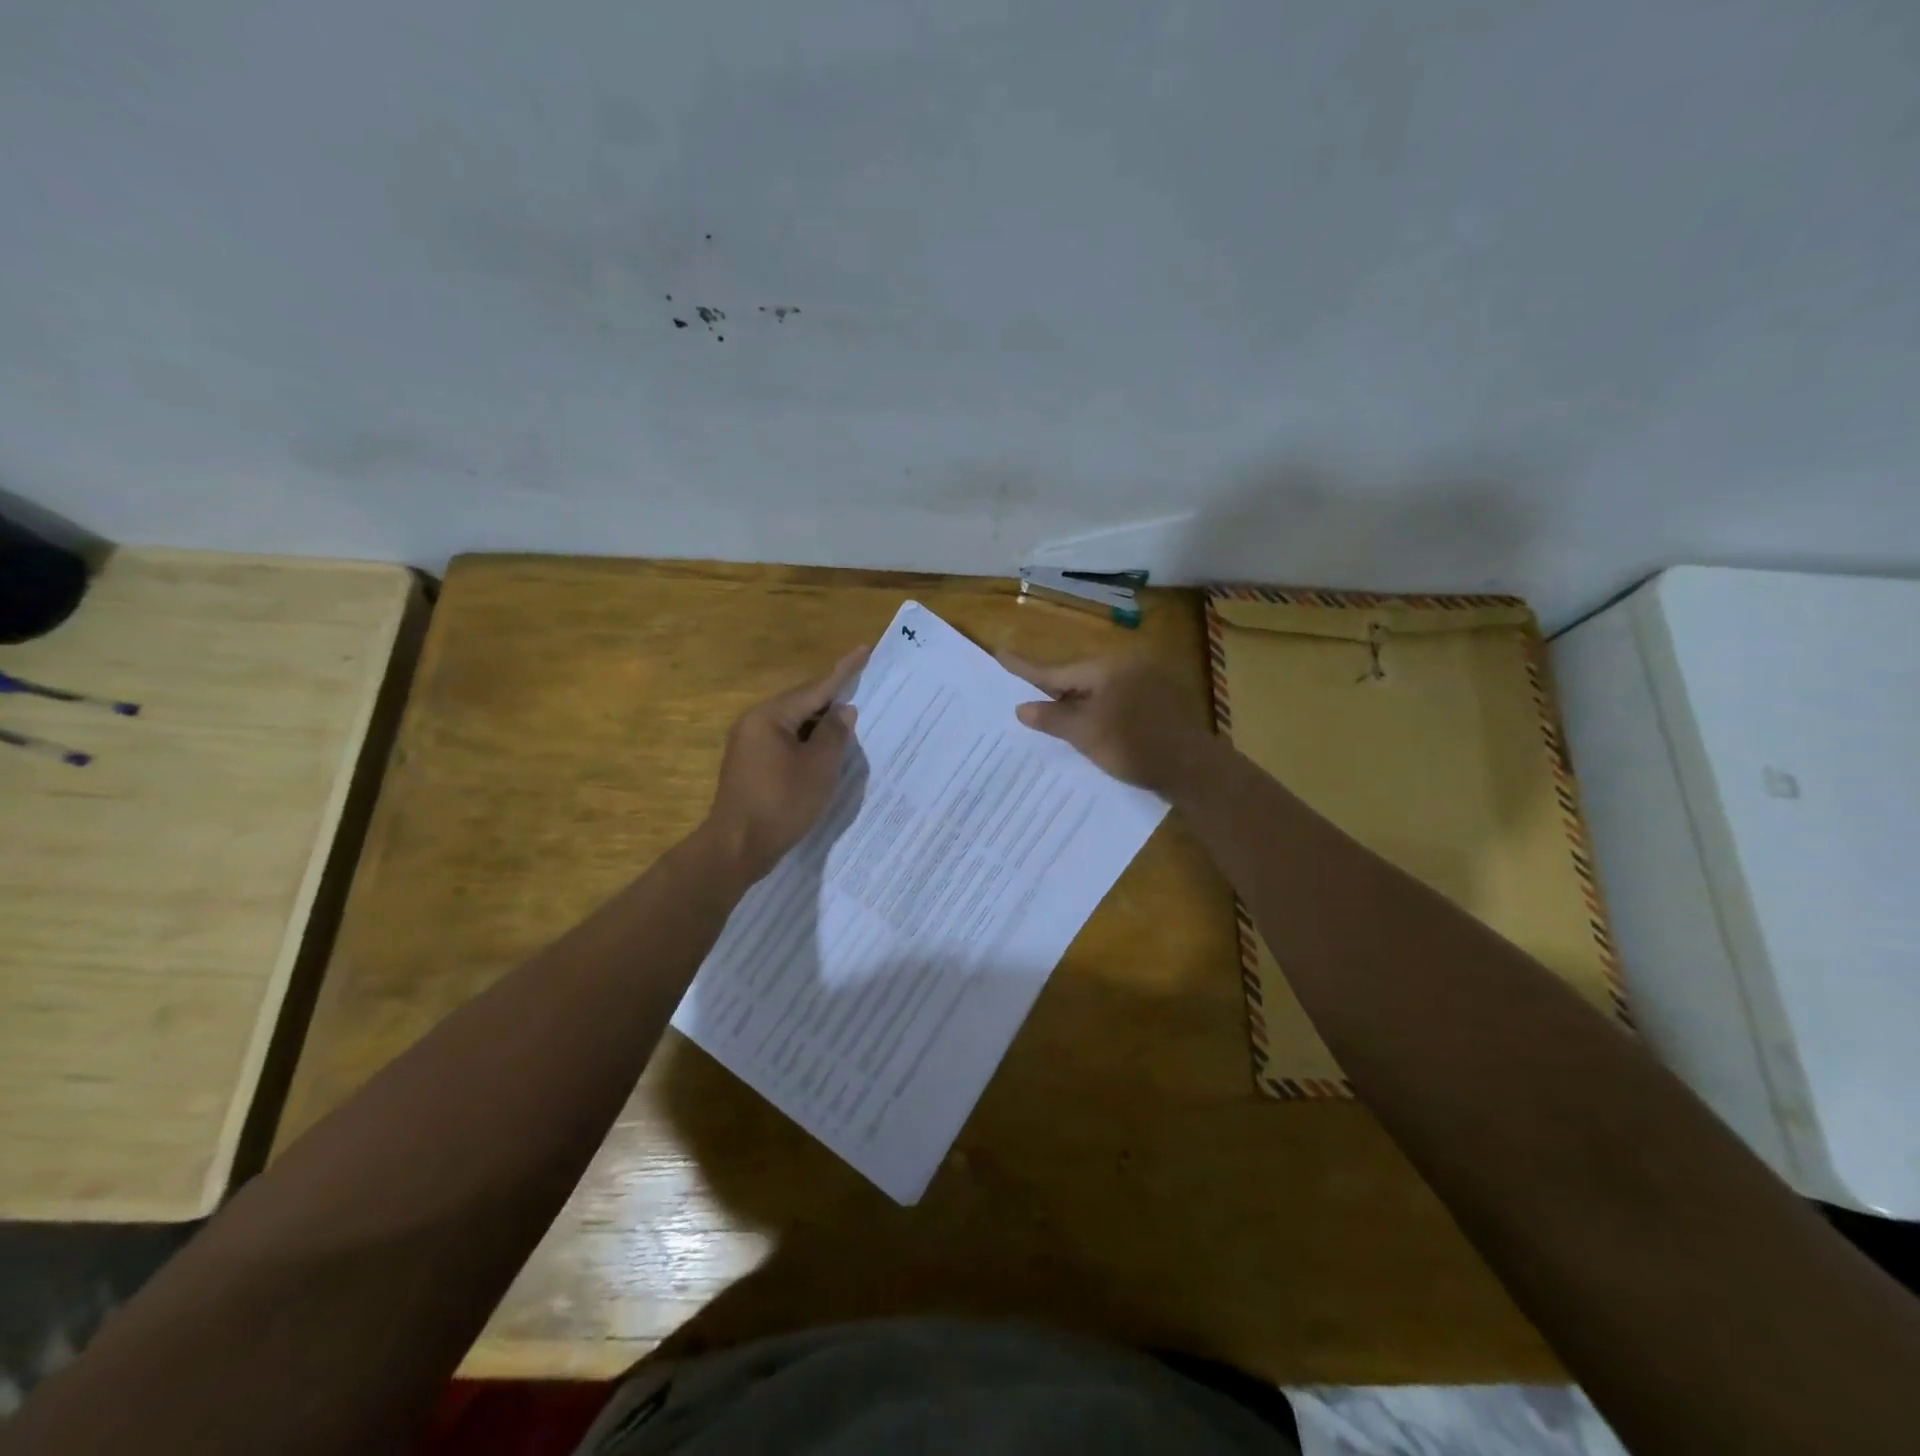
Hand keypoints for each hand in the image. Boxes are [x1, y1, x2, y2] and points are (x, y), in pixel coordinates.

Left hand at [704, 647, 867, 883]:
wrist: (737, 847)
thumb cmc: (782, 803)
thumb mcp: (819, 767)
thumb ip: (834, 734)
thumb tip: (843, 710)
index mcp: (770, 717)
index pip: (815, 688)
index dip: (843, 671)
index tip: (864, 650)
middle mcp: (754, 723)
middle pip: (801, 704)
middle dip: (831, 699)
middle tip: (861, 687)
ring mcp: (748, 746)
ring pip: (793, 725)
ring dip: (820, 724)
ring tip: (849, 721)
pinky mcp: (750, 767)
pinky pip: (785, 743)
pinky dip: (807, 743)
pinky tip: (824, 751)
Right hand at [999, 652, 1216, 795]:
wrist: (1193, 768)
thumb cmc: (1134, 746)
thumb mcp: (1086, 734)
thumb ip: (1052, 718)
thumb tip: (1022, 707)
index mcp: (1108, 668)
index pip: (1057, 670)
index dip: (1026, 669)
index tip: (1000, 654)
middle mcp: (1128, 665)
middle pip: (1079, 677)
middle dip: (1053, 691)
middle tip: (1027, 697)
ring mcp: (1148, 681)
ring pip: (1099, 690)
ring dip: (1077, 704)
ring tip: (1054, 718)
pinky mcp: (1160, 700)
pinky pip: (1117, 699)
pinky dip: (1099, 711)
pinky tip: (1092, 727)